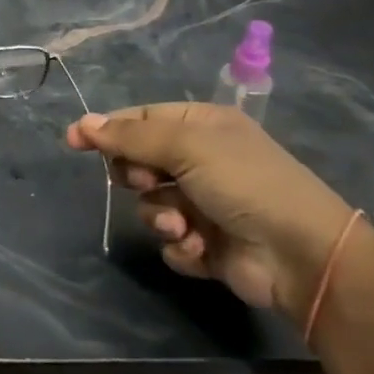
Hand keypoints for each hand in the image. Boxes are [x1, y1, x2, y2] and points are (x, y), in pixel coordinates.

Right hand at [66, 104, 354, 318]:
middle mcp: (201, 161)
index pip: (141, 120)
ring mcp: (204, 204)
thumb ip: (131, 137)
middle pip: (141, 162)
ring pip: (151, 205)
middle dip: (139, 176)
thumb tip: (84, 123)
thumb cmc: (243, 182)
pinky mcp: (207, 244)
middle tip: (146, 180)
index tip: (74, 141)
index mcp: (201, 126)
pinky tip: (201, 248)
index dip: (108, 129)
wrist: (299, 253)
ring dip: (161, 216)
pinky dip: (181, 245)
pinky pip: (171, 241)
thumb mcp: (186, 146)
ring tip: (182, 225)